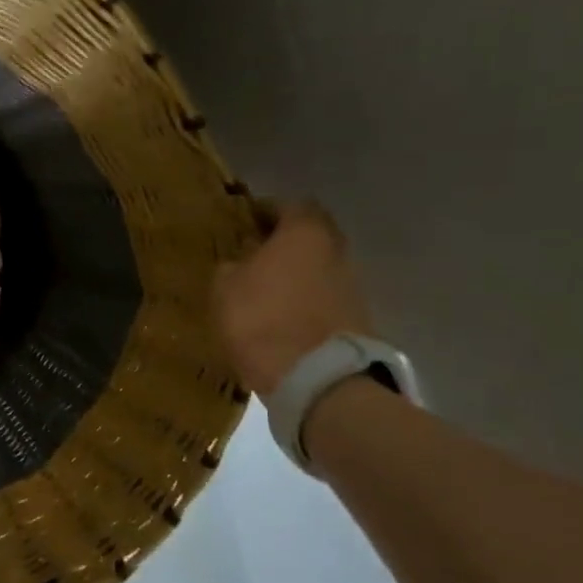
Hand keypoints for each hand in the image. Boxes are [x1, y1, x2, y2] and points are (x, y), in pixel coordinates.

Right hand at [212, 201, 375, 394]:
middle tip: (254, 251)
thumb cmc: (262, 319)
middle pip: (311, 234)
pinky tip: (282, 311)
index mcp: (305, 233)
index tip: (244, 222)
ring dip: (297, 270)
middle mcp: (336, 250)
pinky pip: (324, 294)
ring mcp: (352, 284)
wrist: (316, 377)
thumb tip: (240, 261)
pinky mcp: (356, 316)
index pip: (289, 205)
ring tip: (266, 285)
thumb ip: (232, 265)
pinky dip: (306, 297)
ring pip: (320, 265)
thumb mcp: (225, 287)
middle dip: (285, 240)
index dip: (265, 211)